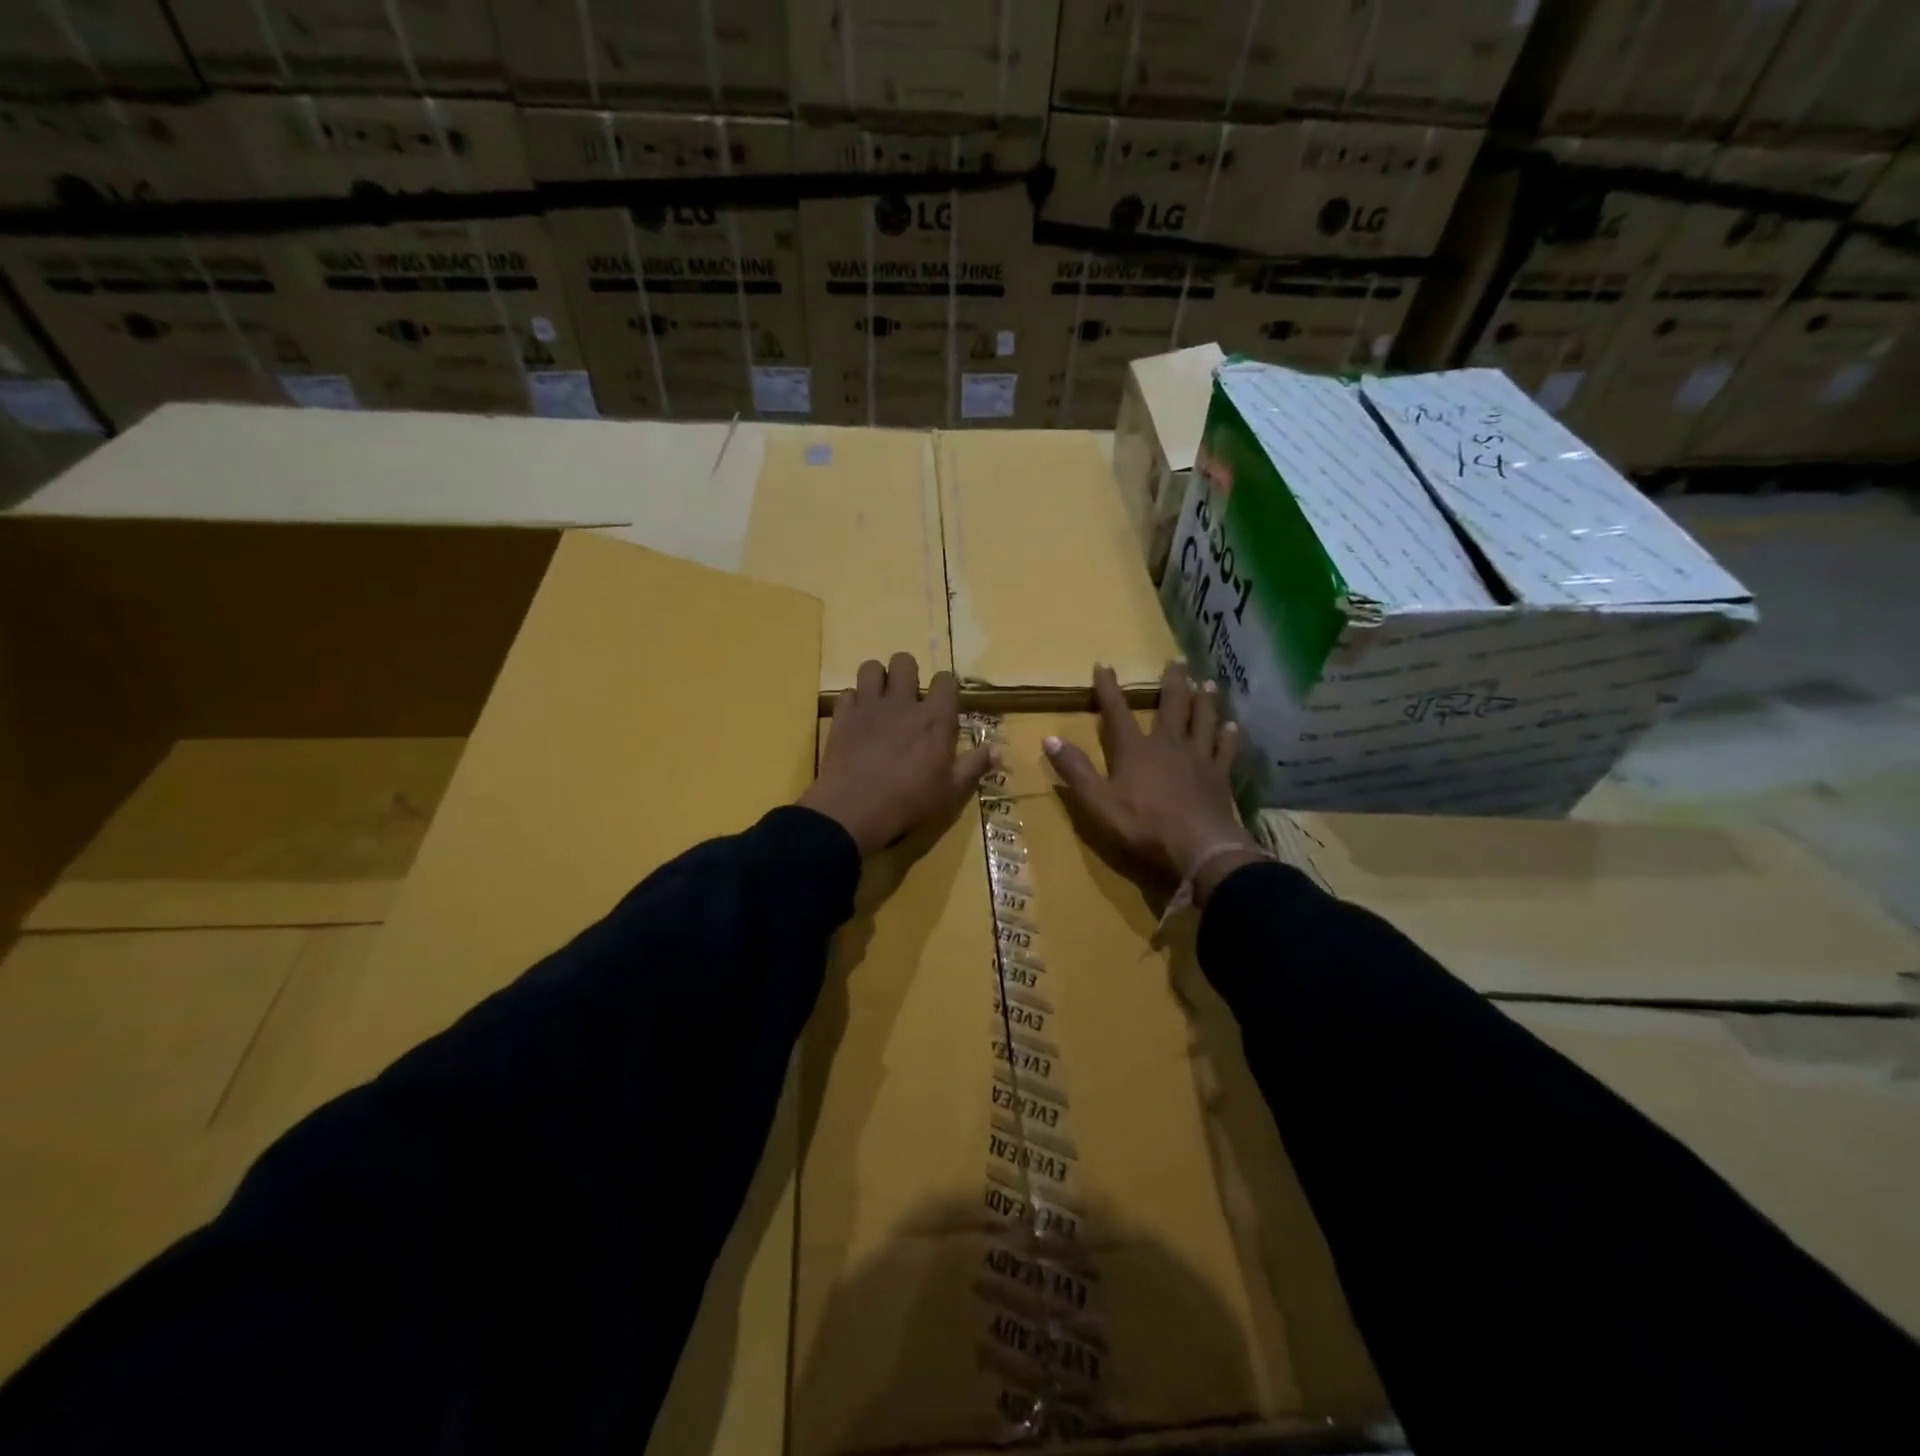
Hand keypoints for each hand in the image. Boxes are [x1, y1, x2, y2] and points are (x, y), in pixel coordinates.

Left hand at [801, 653, 990, 855]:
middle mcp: (903, 703)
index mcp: (935, 719)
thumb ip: (973, 766)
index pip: (945, 680)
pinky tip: (857, 718)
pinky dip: (853, 702)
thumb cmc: (910, 802)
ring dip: (877, 679)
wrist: (855, 810)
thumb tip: (996, 750)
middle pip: (904, 661)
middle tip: (906, 696)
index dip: (945, 686)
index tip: (942, 701)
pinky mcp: (843, 716)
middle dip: (907, 672)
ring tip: (880, 699)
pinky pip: (847, 693)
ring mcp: (869, 706)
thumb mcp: (951, 791)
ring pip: (871, 668)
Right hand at [1045, 663, 1263, 902]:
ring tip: (1208, 683)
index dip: (1109, 689)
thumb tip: (1049, 738)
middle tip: (1177, 660)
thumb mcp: (1098, 801)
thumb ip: (1075, 770)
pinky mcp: (1219, 776)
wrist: (1198, 846)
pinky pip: (1225, 750)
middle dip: (1172, 682)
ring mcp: (1198, 759)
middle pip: (1172, 706)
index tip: (1105, 664)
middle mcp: (1168, 745)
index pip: (1118, 712)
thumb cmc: (1143, 825)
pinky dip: (1228, 736)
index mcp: (1135, 750)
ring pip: (1202, 721)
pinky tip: (1232, 726)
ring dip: (1204, 701)